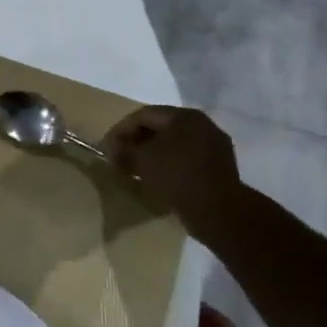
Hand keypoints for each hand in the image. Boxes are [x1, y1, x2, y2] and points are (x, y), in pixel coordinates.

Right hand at [102, 105, 245, 240]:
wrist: (219, 211)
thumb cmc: (176, 175)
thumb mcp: (141, 160)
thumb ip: (122, 150)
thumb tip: (110, 148)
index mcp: (183, 116)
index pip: (144, 115)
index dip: (121, 130)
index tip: (107, 147)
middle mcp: (202, 125)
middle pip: (160, 128)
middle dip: (136, 142)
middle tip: (120, 158)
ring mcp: (214, 146)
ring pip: (174, 145)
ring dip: (152, 155)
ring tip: (136, 170)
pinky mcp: (220, 168)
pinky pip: (187, 160)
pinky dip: (169, 165)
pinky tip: (159, 179)